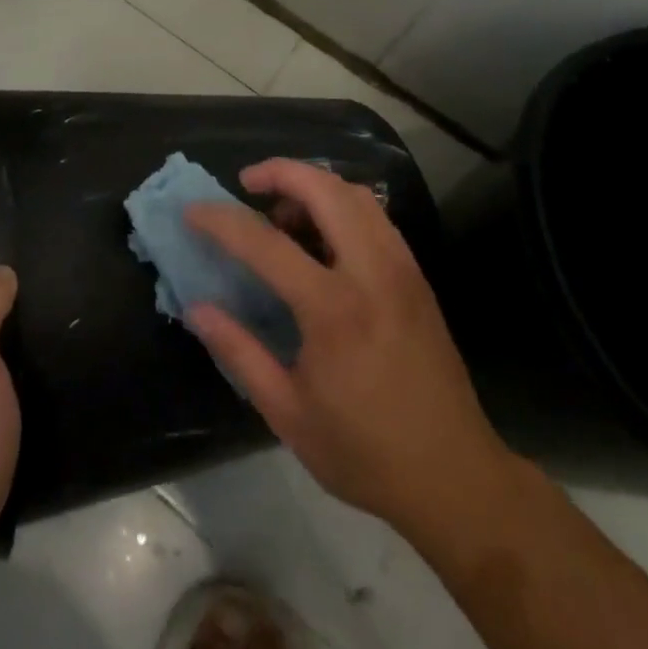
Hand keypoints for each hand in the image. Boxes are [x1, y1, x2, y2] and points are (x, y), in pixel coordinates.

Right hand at [185, 160, 512, 535]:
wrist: (455, 477)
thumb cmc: (364, 452)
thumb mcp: (287, 412)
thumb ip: (239, 351)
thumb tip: (197, 308)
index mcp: (333, 309)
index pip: (266, 242)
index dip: (221, 221)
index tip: (192, 211)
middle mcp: (371, 272)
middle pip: (324, 189)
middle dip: (280, 171)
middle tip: (247, 183)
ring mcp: (401, 268)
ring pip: (355, 194)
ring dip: (314, 185)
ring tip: (283, 211)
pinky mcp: (416, 276)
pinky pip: (375, 216)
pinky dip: (342, 204)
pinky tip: (322, 235)